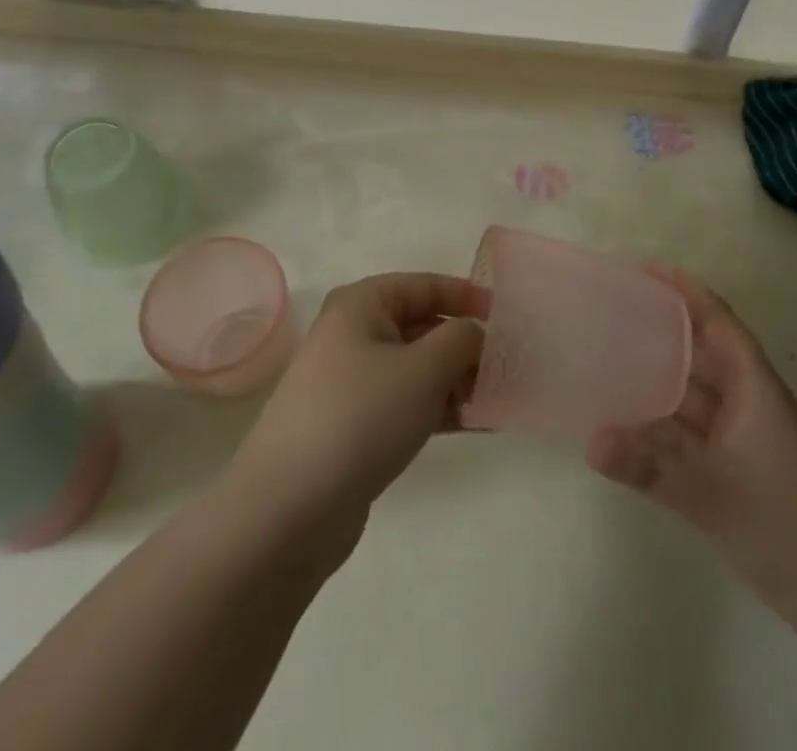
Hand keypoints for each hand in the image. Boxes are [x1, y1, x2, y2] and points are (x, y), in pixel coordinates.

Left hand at [224, 273, 487, 559]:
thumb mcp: (423, 369)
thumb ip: (461, 340)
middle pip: (423, 326)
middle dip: (467, 344)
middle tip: (509, 365)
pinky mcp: (356, 426)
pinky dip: (440, 409)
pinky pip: (408, 404)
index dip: (468, 296)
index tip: (507, 317)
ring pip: (418, 368)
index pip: (426, 285)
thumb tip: (476, 335)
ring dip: (458, 380)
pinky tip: (478, 424)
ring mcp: (352, 383)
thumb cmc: (360, 417)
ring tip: (499, 398)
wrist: (287, 511)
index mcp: (362, 305)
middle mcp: (354, 334)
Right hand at [586, 268, 796, 596]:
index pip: (716, 320)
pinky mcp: (735, 471)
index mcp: (753, 386)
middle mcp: (746, 402)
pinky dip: (660, 425)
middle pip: (699, 352)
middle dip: (661, 329)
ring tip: (606, 358)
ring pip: (692, 395)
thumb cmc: (791, 526)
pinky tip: (625, 425)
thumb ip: (651, 468)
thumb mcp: (716, 495)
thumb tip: (590, 440)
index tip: (643, 269)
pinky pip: (689, 434)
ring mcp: (741, 439)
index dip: (684, 291)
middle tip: (610, 312)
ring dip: (656, 378)